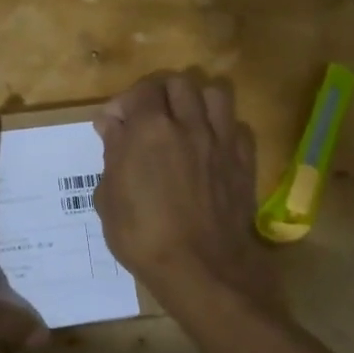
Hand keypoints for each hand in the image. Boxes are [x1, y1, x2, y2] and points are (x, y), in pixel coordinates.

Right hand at [93, 72, 283, 315]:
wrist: (202, 269)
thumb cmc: (143, 237)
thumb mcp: (109, 198)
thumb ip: (112, 154)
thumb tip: (112, 126)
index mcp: (149, 130)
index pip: (141, 90)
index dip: (125, 102)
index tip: (114, 124)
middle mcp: (188, 124)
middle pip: (179, 83)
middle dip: (160, 93)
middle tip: (149, 118)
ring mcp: (221, 141)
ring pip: (215, 94)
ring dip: (197, 101)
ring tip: (185, 122)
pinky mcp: (244, 161)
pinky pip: (238, 126)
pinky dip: (223, 128)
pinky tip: (212, 146)